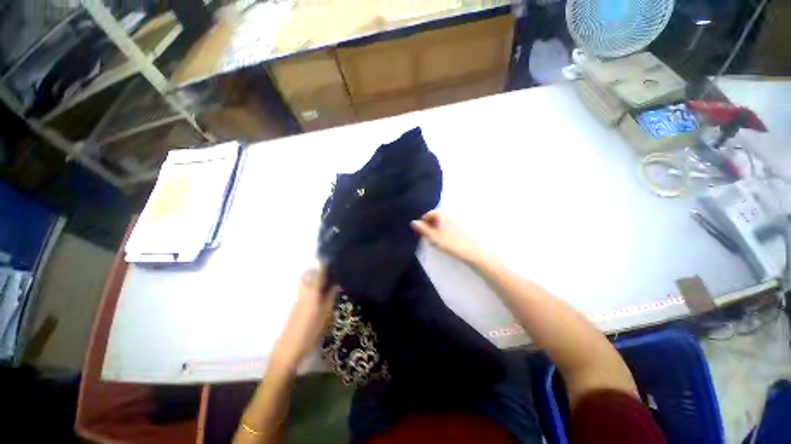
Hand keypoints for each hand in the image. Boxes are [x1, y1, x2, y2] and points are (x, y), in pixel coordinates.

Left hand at [271, 268, 337, 371]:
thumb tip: (337, 283)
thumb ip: (331, 296)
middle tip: (329, 269)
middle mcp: (303, 291)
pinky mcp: (296, 304)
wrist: (289, 348)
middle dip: (317, 268)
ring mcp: (298, 298)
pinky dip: (312, 285)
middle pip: (308, 274)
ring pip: (306, 281)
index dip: (324, 264)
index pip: (318, 272)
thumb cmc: (311, 331)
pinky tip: (319, 292)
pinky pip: (305, 288)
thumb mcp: (326, 314)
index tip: (331, 259)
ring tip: (326, 279)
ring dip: (314, 276)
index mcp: (312, 291)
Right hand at [411, 211, 483, 263]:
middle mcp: (448, 215)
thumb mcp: (433, 237)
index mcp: (442, 215)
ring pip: (440, 223)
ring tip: (435, 240)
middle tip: (427, 237)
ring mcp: (454, 221)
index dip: (423, 223)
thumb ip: (422, 229)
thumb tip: (413, 222)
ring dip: (435, 229)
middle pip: (434, 218)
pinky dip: (442, 231)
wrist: (470, 252)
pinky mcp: (458, 228)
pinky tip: (443, 240)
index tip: (421, 233)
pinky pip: (446, 226)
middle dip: (429, 225)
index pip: (428, 214)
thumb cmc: (450, 244)